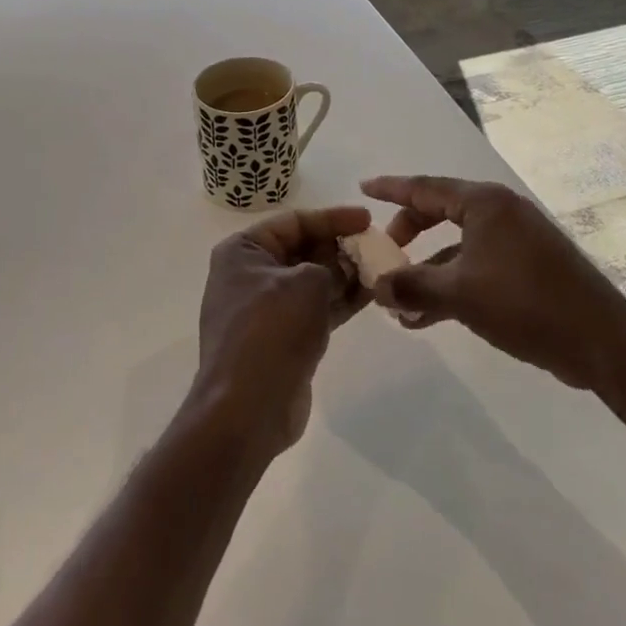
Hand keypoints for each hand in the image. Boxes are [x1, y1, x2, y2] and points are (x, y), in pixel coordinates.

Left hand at [193, 205, 371, 456]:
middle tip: (377, 246)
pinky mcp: (281, 339)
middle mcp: (249, 275)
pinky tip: (371, 295)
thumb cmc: (272, 329)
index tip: (368, 219)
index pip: (293, 221)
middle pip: (302, 250)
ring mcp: (264, 309)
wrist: (247, 408)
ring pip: (311, 281)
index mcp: (243, 251)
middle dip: (339, 247)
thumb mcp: (307, 283)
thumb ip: (331, 266)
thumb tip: (343, 265)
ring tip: (381, 269)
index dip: (332, 218)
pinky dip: (339, 301)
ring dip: (344, 275)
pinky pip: (313, 309)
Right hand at [362, 175, 625, 388]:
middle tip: (383, 254)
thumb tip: (376, 286)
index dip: (390, 188)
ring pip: (456, 245)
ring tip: (398, 301)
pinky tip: (427, 317)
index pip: (425, 187)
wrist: (600, 341)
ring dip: (427, 270)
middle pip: (439, 212)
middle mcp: (499, 212)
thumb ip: (412, 286)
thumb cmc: (524, 302)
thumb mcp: (460, 294)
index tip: (362, 189)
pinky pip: (475, 265)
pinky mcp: (526, 267)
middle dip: (408, 234)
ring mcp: (516, 239)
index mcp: (483, 203)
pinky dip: (451, 284)